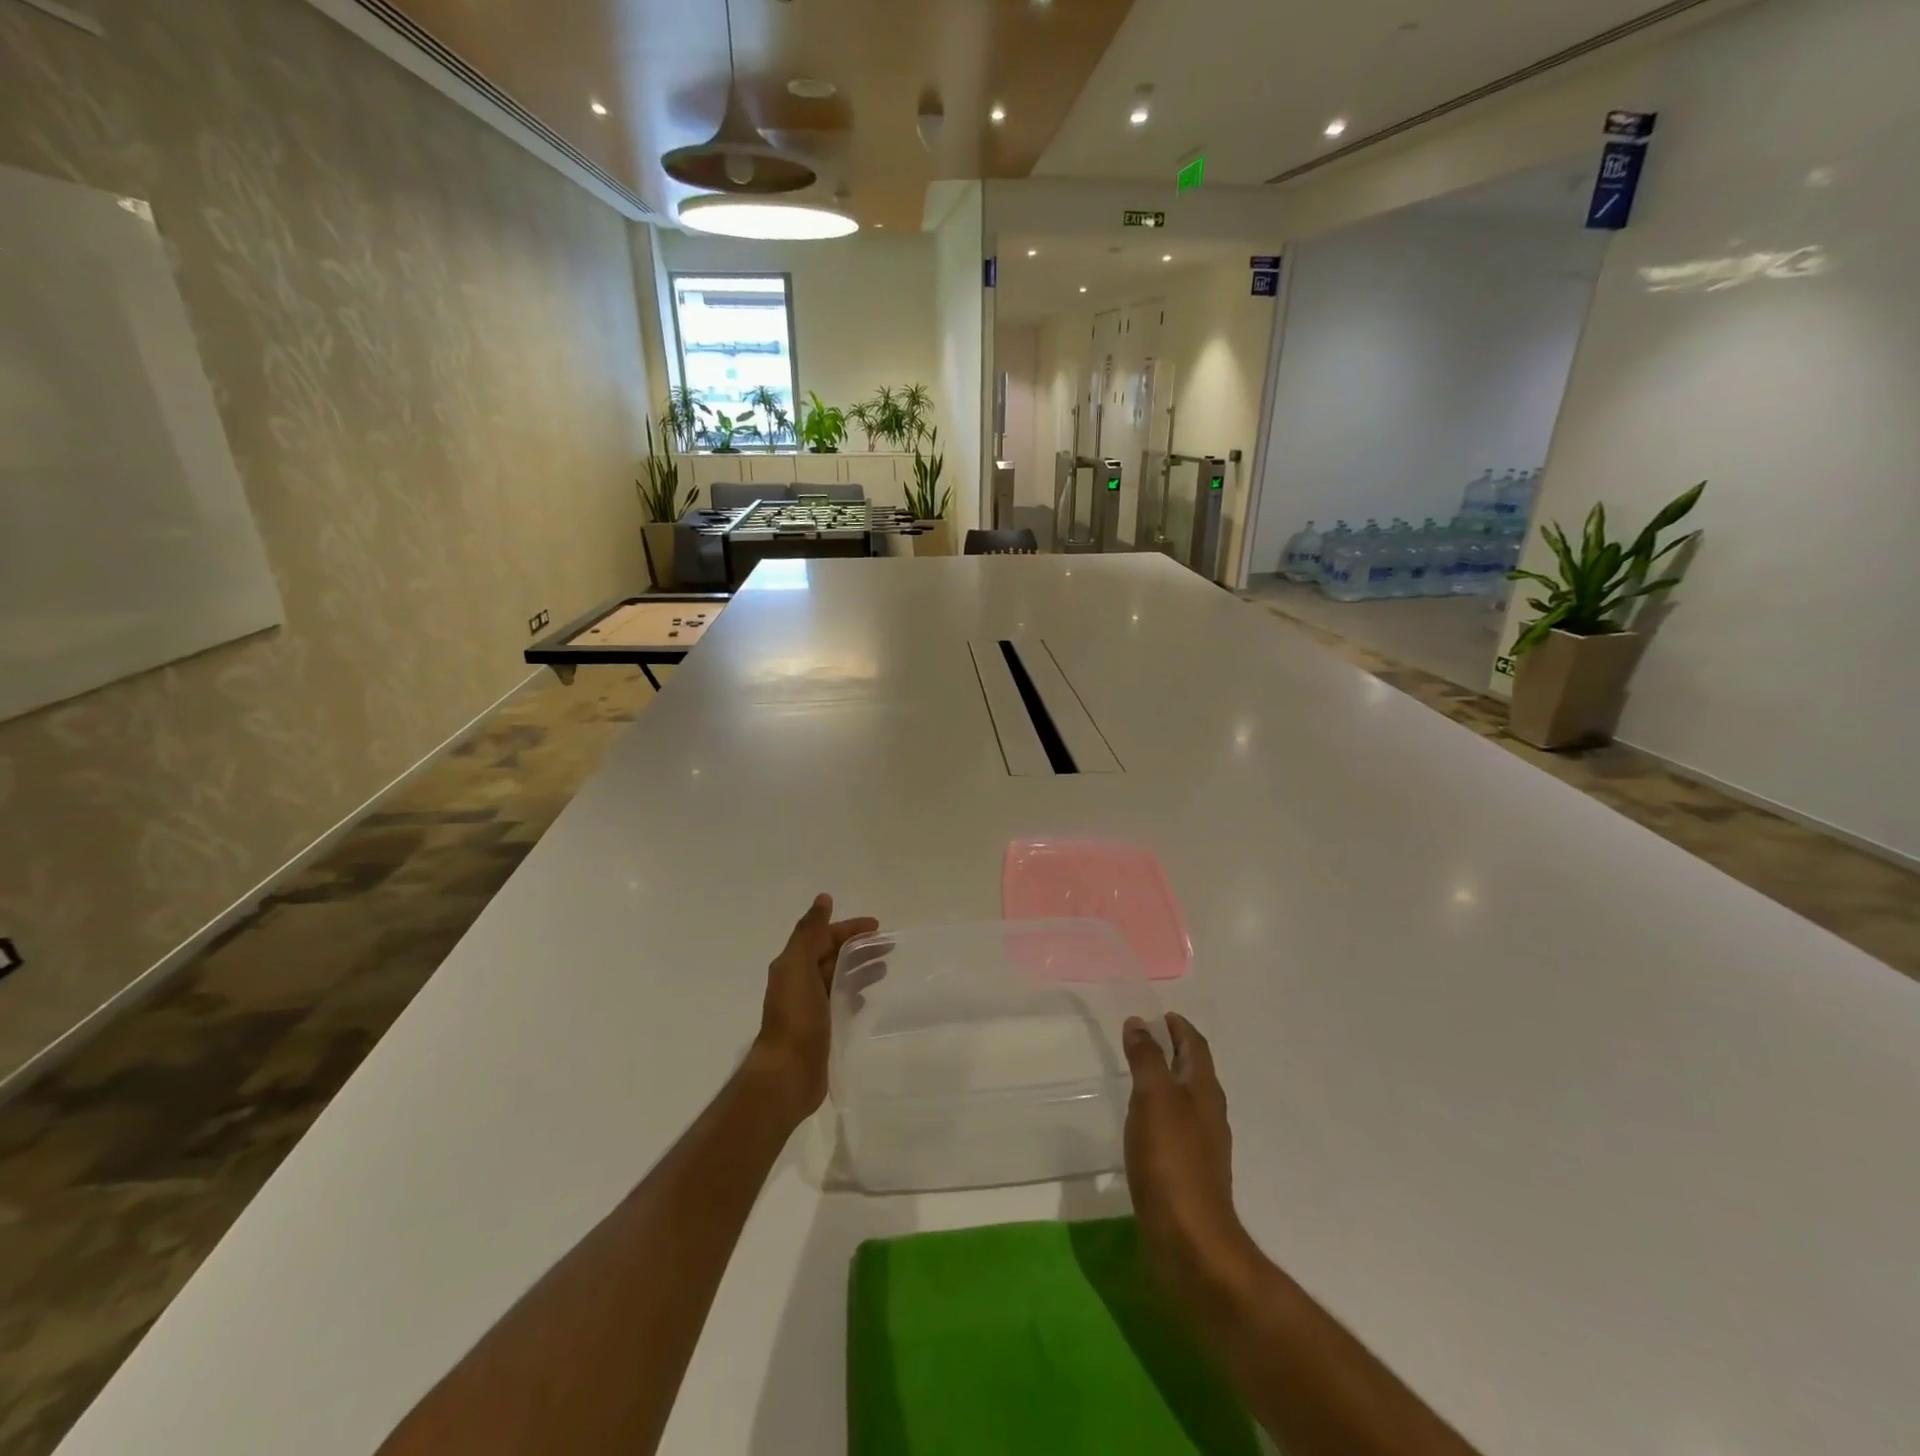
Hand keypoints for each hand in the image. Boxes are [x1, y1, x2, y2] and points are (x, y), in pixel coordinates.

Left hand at [749, 894, 878, 1125]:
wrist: (788, 1073)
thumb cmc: (795, 1016)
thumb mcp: (798, 965)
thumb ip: (809, 932)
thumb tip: (824, 898)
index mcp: (794, 964)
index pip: (825, 936)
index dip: (850, 928)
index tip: (878, 926)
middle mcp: (800, 982)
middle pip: (834, 955)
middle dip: (859, 947)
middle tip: (889, 947)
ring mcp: (811, 1007)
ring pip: (839, 978)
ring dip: (860, 969)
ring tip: (885, 970)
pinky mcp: (822, 1029)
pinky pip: (842, 1003)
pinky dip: (856, 994)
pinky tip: (870, 998)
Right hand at [1122, 1014, 1260, 1325]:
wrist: (1191, 1243)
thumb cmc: (1171, 1161)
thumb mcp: (1153, 1099)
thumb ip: (1147, 1059)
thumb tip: (1139, 1023)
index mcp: (1204, 1092)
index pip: (1196, 1048)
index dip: (1180, 1028)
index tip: (1163, 1015)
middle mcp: (1208, 1115)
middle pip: (1195, 1073)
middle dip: (1175, 1052)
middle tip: (1147, 1038)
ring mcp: (1202, 1148)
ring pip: (1186, 1102)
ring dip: (1168, 1083)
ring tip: (1142, 1076)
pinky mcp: (1188, 1175)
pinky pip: (1176, 1130)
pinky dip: (1161, 1114)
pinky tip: (1144, 1125)